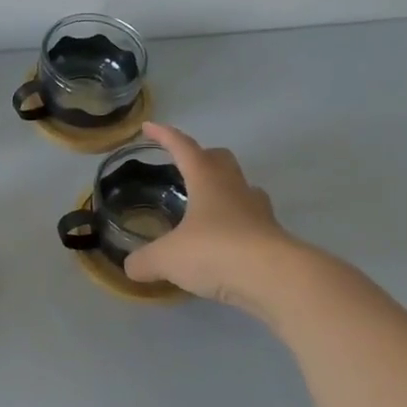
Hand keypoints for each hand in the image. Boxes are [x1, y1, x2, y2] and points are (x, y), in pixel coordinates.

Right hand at [124, 122, 299, 310]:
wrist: (275, 279)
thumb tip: (131, 267)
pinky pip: (250, 222)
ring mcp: (258, 212)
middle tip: (183, 168)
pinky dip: (235, 226)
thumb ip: (145, 260)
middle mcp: (235, 188)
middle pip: (220, 159)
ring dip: (223, 191)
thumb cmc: (215, 252)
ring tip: (204, 207)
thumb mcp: (167, 258)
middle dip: (201, 157)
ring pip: (240, 189)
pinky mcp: (272, 237)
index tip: (148, 127)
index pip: (183, 147)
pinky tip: (223, 243)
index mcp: (207, 180)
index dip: (164, 135)